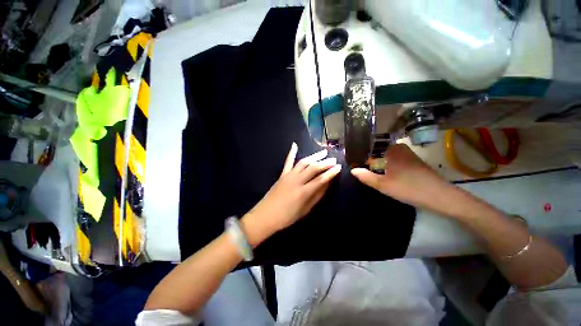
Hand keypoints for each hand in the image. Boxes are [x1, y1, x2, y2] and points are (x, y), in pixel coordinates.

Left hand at [242, 142, 341, 245]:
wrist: (265, 216)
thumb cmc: (287, 217)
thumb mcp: (305, 210)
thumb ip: (317, 196)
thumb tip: (326, 184)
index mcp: (303, 192)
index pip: (321, 179)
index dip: (331, 173)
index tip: (339, 167)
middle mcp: (296, 181)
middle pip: (313, 168)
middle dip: (325, 163)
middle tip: (334, 160)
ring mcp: (288, 176)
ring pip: (303, 162)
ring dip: (314, 156)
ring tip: (323, 153)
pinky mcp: (282, 174)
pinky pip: (288, 162)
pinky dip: (291, 153)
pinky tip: (294, 145)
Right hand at [350, 144, 451, 211]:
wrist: (440, 197)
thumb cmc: (408, 188)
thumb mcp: (382, 185)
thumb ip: (366, 177)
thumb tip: (353, 170)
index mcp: (392, 150)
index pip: (371, 149)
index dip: (363, 157)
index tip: (358, 165)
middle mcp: (400, 149)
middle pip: (379, 152)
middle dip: (372, 161)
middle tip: (366, 172)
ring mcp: (409, 155)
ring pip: (388, 157)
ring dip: (381, 165)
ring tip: (374, 175)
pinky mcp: (414, 162)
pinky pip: (396, 161)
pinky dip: (390, 166)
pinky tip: (389, 176)